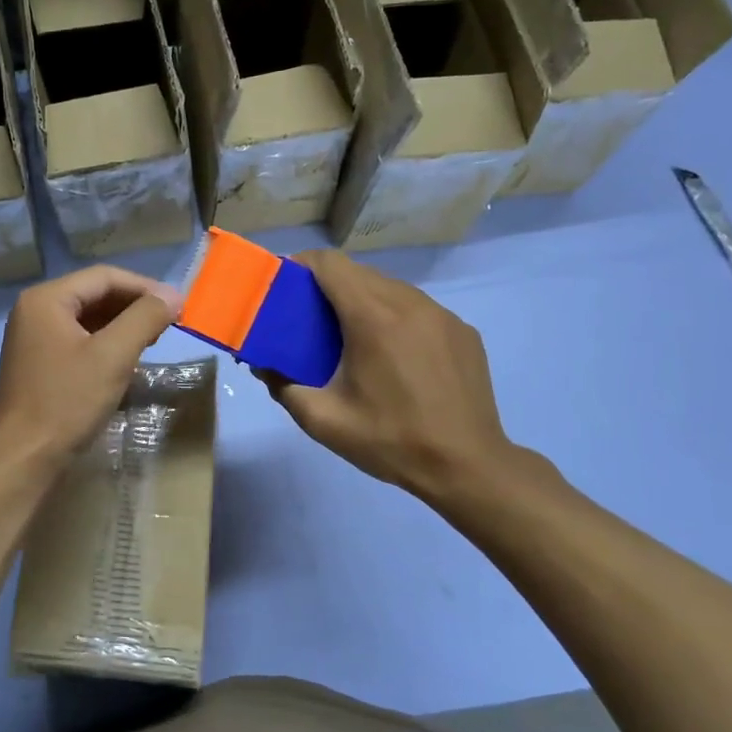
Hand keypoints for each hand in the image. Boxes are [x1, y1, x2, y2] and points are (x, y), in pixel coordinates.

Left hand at [0, 266, 179, 474]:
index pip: (104, 277)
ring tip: (153, 341)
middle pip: (94, 294)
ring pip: (88, 319)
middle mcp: (35, 311)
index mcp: (46, 299)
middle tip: (169, 324)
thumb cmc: (66, 402)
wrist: (22, 459)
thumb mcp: (112, 356)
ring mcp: (34, 339)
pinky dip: (106, 345)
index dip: (145, 287)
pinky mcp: (39, 364)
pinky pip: (78, 341)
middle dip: (134, 306)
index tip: (178, 306)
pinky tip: (126, 361)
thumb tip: (173, 295)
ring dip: (122, 326)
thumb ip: (144, 319)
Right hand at [265, 250, 518, 512]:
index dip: (302, 265)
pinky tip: (393, 354)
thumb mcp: (323, 420)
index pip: (331, 264)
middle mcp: (410, 304)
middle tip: (310, 318)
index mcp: (373, 318)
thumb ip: (283, 387)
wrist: (467, 467)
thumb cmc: (391, 441)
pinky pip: (418, 308)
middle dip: (328, 286)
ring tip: (350, 336)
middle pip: (359, 273)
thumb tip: (264, 365)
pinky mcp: (462, 331)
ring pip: (390, 288)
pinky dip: (396, 317)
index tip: (285, 286)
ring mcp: (442, 315)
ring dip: (364, 300)